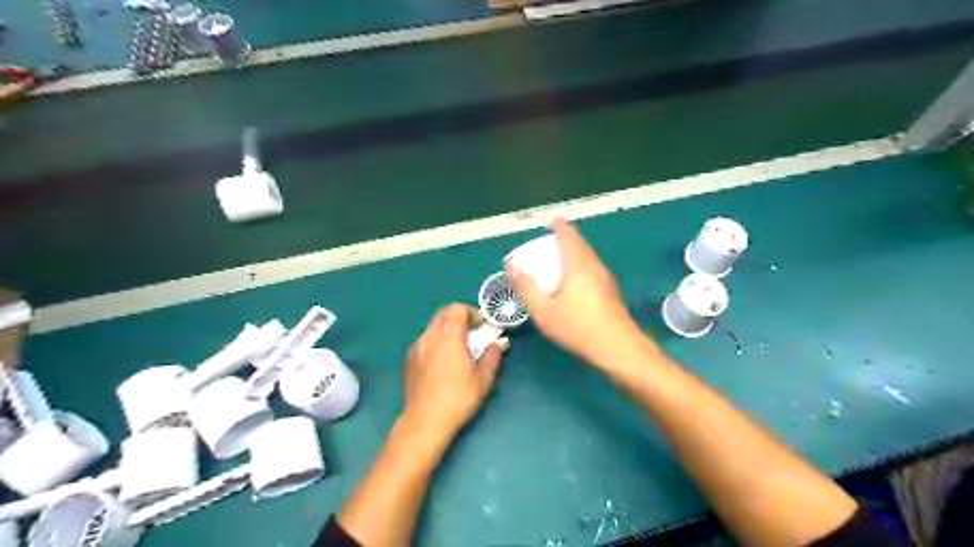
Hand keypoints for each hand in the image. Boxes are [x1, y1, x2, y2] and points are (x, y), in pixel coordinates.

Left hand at [399, 303, 501, 444]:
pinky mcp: (409, 358)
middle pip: (443, 313)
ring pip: (433, 326)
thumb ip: (492, 356)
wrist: (425, 420)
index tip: (482, 325)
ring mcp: (417, 346)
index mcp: (449, 336)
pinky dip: (436, 340)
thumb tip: (496, 344)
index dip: (472, 312)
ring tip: (458, 346)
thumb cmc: (458, 398)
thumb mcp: (483, 379)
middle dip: (459, 317)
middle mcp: (430, 336)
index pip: (457, 309)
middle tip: (472, 331)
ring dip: (447, 328)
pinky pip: (425, 339)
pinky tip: (442, 359)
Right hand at [506, 220, 648, 370]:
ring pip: (588, 256)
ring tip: (559, 260)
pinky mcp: (611, 291)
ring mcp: (606, 278)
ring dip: (574, 252)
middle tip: (549, 242)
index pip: (568, 236)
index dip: (558, 226)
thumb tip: (513, 266)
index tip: (549, 223)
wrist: (617, 348)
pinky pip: (593, 268)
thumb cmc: (577, 327)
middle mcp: (594, 266)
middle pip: (580, 244)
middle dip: (565, 238)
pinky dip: (580, 264)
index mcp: (578, 265)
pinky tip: (573, 281)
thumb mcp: (543, 311)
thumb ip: (527, 287)